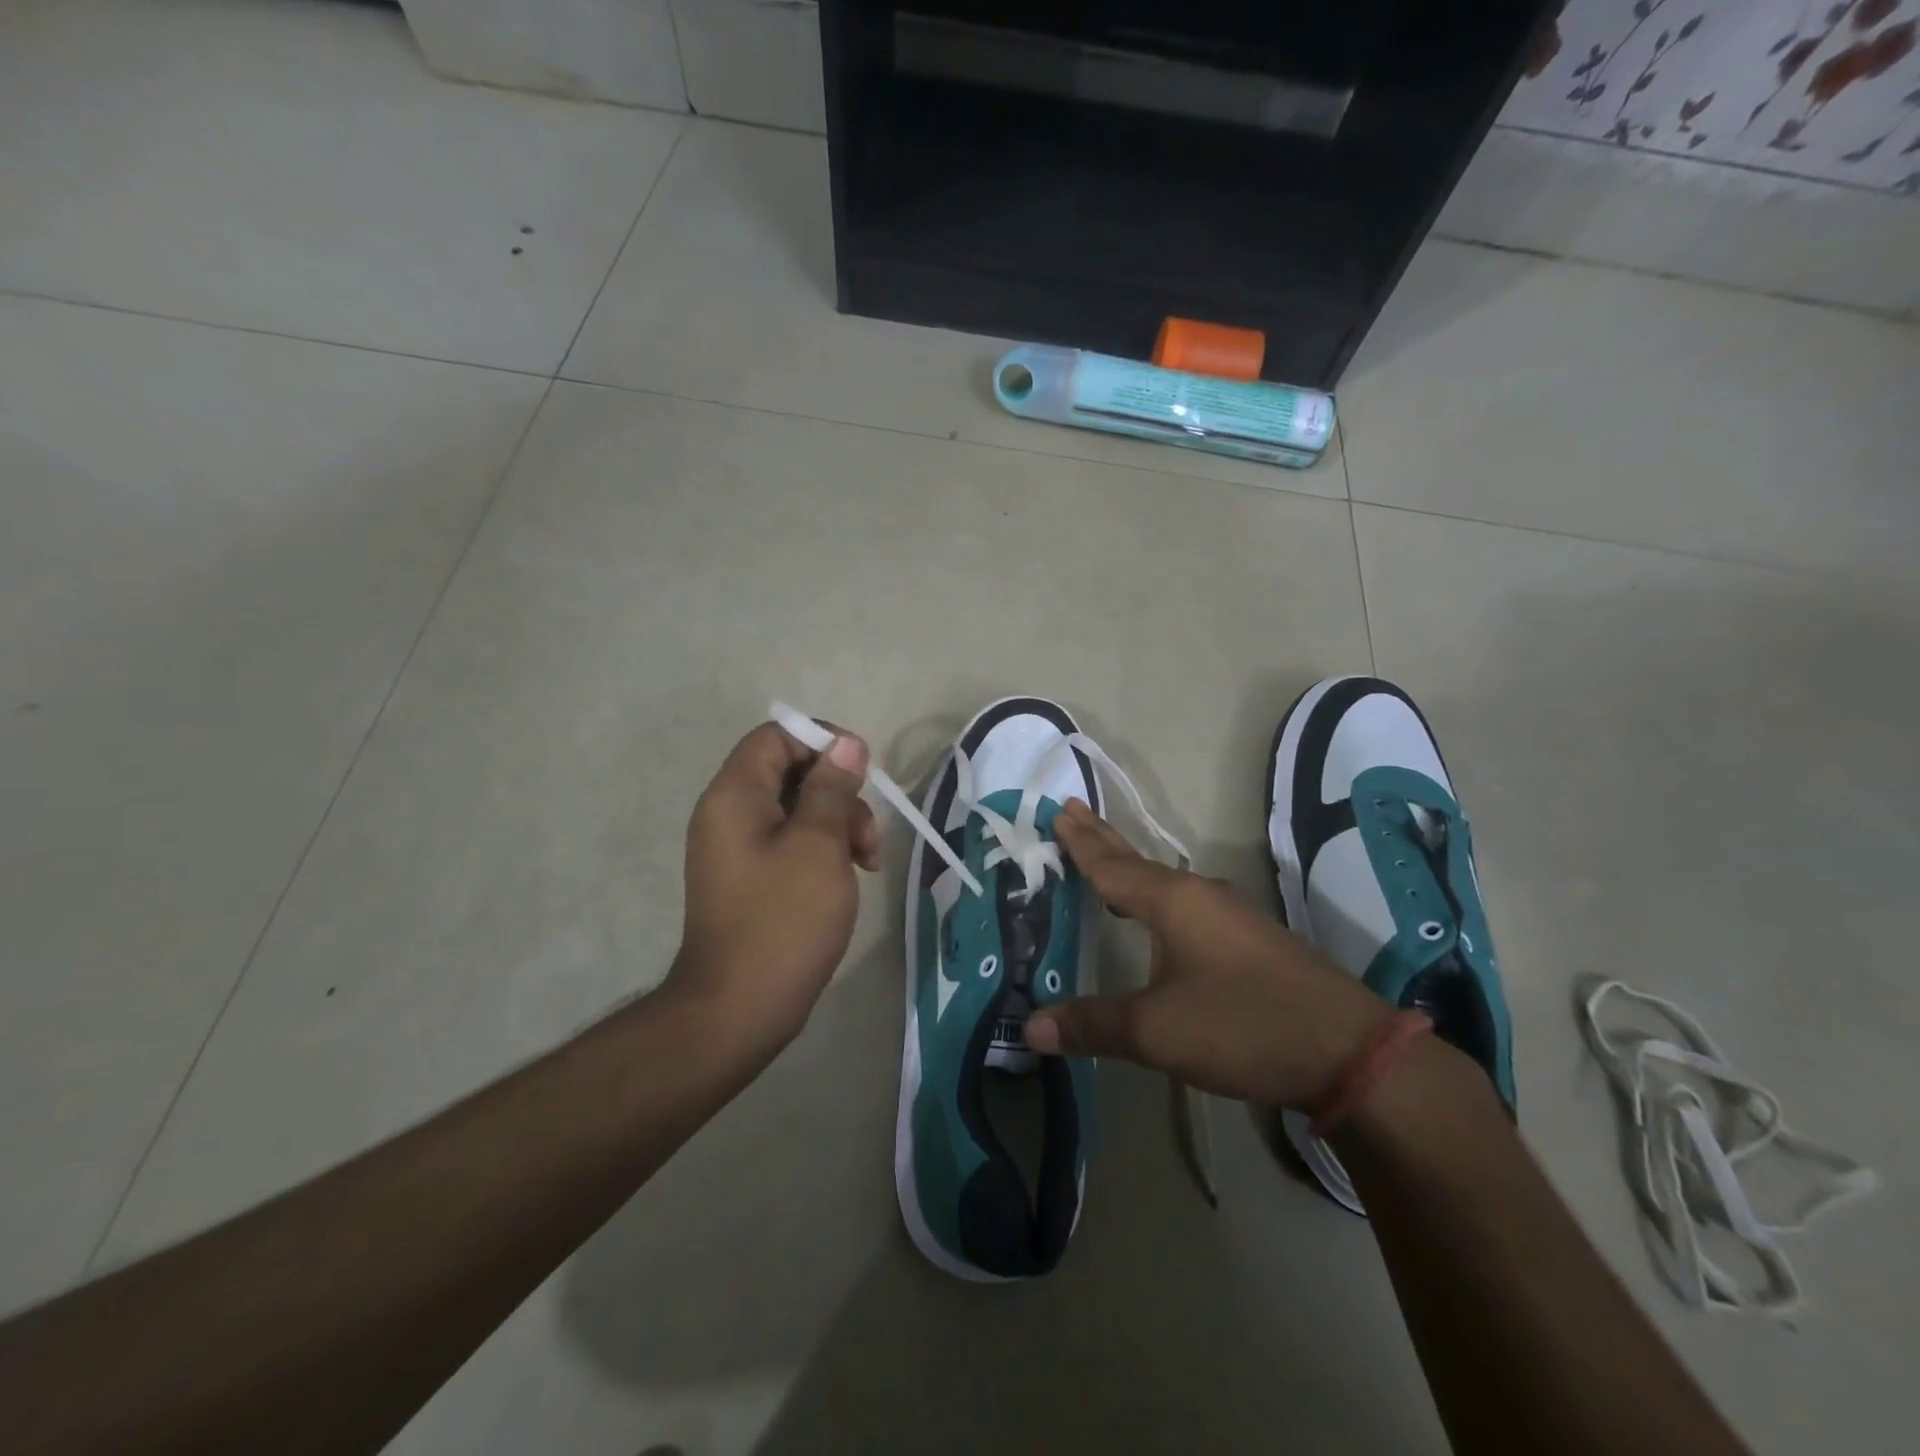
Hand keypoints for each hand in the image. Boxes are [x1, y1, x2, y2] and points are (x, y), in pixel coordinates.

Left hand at [670, 720, 879, 1053]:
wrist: (738, 1009)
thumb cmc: (783, 921)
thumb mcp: (818, 846)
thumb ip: (832, 789)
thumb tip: (847, 744)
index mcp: (735, 795)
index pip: (777, 736)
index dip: (823, 741)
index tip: (861, 771)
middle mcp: (729, 813)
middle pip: (791, 771)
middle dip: (839, 792)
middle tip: (866, 834)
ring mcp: (738, 848)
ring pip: (797, 808)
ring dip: (838, 823)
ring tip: (867, 862)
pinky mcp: (751, 877)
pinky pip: (791, 841)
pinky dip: (823, 849)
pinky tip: (850, 876)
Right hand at [1023, 800, 1388, 1108]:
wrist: (1350, 1052)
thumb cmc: (1242, 1025)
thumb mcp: (1157, 1030)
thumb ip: (1093, 1025)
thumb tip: (1032, 1027)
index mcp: (1174, 902)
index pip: (1112, 865)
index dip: (1081, 842)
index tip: (1059, 810)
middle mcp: (1201, 896)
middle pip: (1139, 862)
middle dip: (1103, 838)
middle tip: (1073, 808)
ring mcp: (1232, 916)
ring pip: (1166, 883)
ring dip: (1132, 870)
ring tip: (1108, 861)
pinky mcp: (1252, 942)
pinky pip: (1189, 905)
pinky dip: (1158, 898)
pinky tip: (1162, 917)